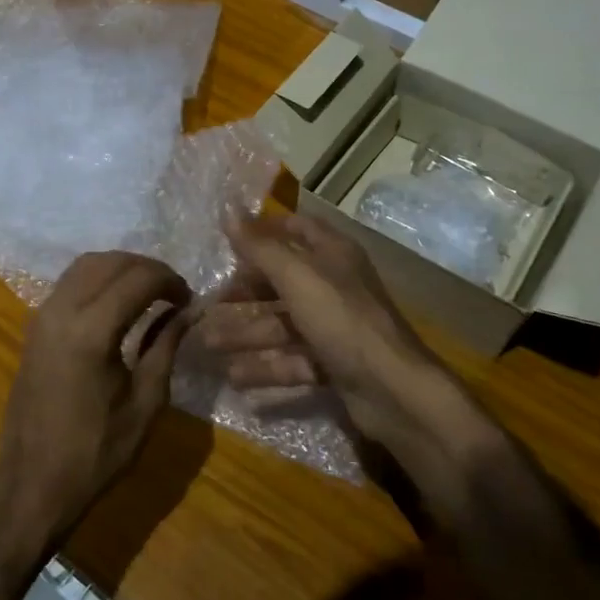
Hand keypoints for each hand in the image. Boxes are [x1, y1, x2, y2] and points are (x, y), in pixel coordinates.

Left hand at [0, 251, 190, 549]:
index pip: (138, 278)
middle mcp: (61, 311)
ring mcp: (42, 316)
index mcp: (91, 332)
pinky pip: (69, 283)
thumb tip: (190, 310)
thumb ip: (167, 346)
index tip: (190, 300)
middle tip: (174, 293)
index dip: (170, 281)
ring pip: (85, 265)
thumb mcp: (146, 402)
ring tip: (149, 293)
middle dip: (147, 268)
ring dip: (121, 269)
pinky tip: (118, 304)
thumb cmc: (96, 452)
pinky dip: (98, 279)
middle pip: (110, 262)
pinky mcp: (34, 327)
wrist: (32, 483)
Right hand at [202, 214, 469, 483]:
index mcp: (332, 255)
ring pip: (282, 326)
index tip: (227, 242)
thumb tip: (226, 208)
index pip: (296, 229)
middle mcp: (335, 286)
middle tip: (207, 305)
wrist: (393, 390)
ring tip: (208, 345)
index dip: (263, 232)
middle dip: (244, 294)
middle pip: (282, 282)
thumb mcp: (297, 278)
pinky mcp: (334, 364)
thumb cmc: (342, 320)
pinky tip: (236, 378)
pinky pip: (293, 361)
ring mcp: (335, 327)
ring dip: (245, 334)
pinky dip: (267, 368)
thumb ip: (260, 247)